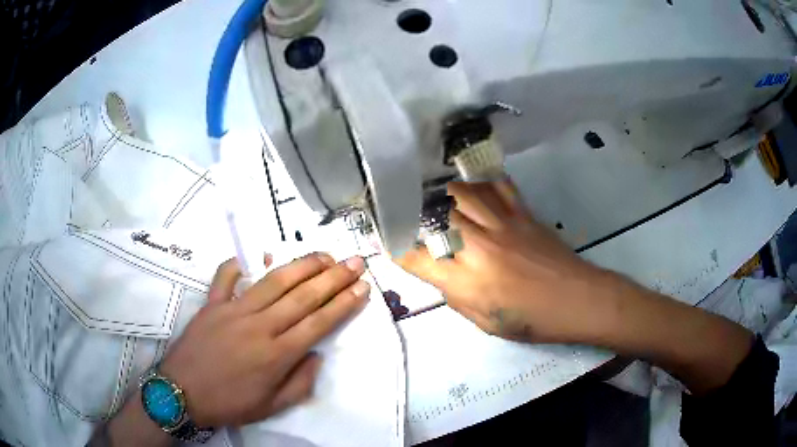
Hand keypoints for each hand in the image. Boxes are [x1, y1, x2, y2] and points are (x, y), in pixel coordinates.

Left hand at [159, 253, 369, 427]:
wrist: (182, 393)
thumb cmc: (229, 403)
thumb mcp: (271, 406)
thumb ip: (299, 383)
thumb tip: (316, 356)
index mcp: (276, 354)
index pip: (318, 322)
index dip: (343, 303)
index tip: (362, 287)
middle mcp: (259, 326)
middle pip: (302, 296)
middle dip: (333, 277)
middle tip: (354, 262)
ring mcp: (233, 311)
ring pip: (273, 282)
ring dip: (301, 266)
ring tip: (323, 256)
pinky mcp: (211, 304)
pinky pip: (225, 278)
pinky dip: (239, 265)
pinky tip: (256, 258)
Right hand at [397, 180, 613, 343]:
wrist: (578, 300)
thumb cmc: (532, 320)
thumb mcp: (484, 321)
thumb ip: (455, 294)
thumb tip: (439, 271)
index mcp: (468, 281)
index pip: (417, 258)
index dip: (397, 248)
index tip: (386, 240)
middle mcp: (480, 246)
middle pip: (435, 215)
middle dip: (411, 209)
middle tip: (398, 203)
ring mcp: (503, 223)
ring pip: (462, 192)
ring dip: (440, 188)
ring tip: (426, 184)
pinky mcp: (522, 213)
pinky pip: (497, 185)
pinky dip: (479, 179)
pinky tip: (470, 178)